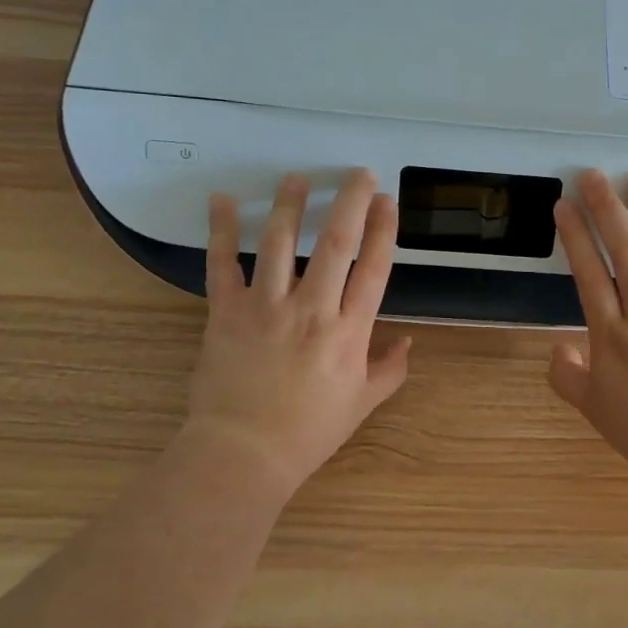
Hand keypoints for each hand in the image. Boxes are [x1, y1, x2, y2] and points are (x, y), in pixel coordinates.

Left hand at [181, 169, 411, 497]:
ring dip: (290, 205)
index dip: (383, 229)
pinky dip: (220, 230)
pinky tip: (221, 200)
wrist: (243, 454)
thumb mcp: (362, 405)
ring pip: (279, 243)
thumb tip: (407, 341)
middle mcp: (312, 310)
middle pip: (335, 243)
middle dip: (349, 201)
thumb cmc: (308, 432)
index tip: (386, 201)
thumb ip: (389, 370)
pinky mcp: (226, 312)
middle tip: (358, 173)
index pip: (373, 268)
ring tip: (297, 178)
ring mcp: (266, 307)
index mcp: (348, 332)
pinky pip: (222, 265)